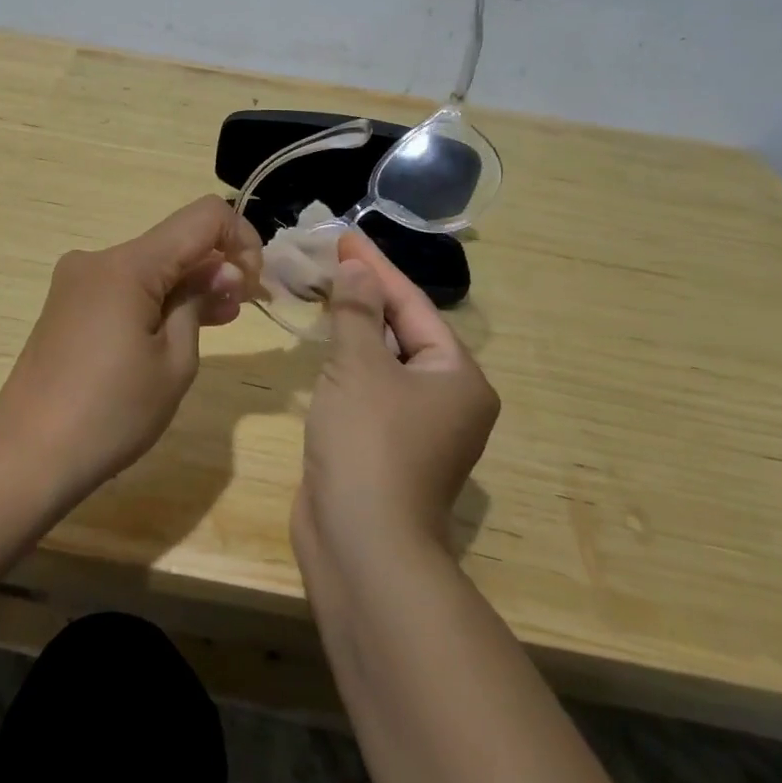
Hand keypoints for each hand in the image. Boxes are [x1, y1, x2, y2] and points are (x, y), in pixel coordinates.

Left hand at [0, 196, 263, 499]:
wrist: (27, 455)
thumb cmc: (111, 413)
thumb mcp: (174, 362)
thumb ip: (200, 302)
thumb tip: (223, 270)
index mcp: (128, 264)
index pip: (203, 217)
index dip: (241, 238)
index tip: (253, 284)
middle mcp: (99, 258)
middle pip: (175, 241)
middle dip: (216, 265)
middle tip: (242, 307)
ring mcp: (78, 280)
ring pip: (151, 264)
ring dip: (188, 283)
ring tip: (219, 320)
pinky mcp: (68, 303)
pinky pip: (125, 284)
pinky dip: (157, 297)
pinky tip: (176, 328)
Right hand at [294, 229, 499, 564]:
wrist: (361, 546)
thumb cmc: (369, 443)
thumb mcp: (359, 366)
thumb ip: (357, 311)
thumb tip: (358, 270)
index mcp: (457, 376)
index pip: (413, 305)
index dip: (376, 268)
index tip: (345, 236)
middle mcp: (448, 399)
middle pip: (403, 330)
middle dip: (365, 295)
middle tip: (330, 260)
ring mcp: (419, 428)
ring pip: (385, 360)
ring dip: (355, 327)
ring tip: (324, 290)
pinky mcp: (388, 447)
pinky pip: (370, 388)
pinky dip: (348, 363)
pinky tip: (325, 344)